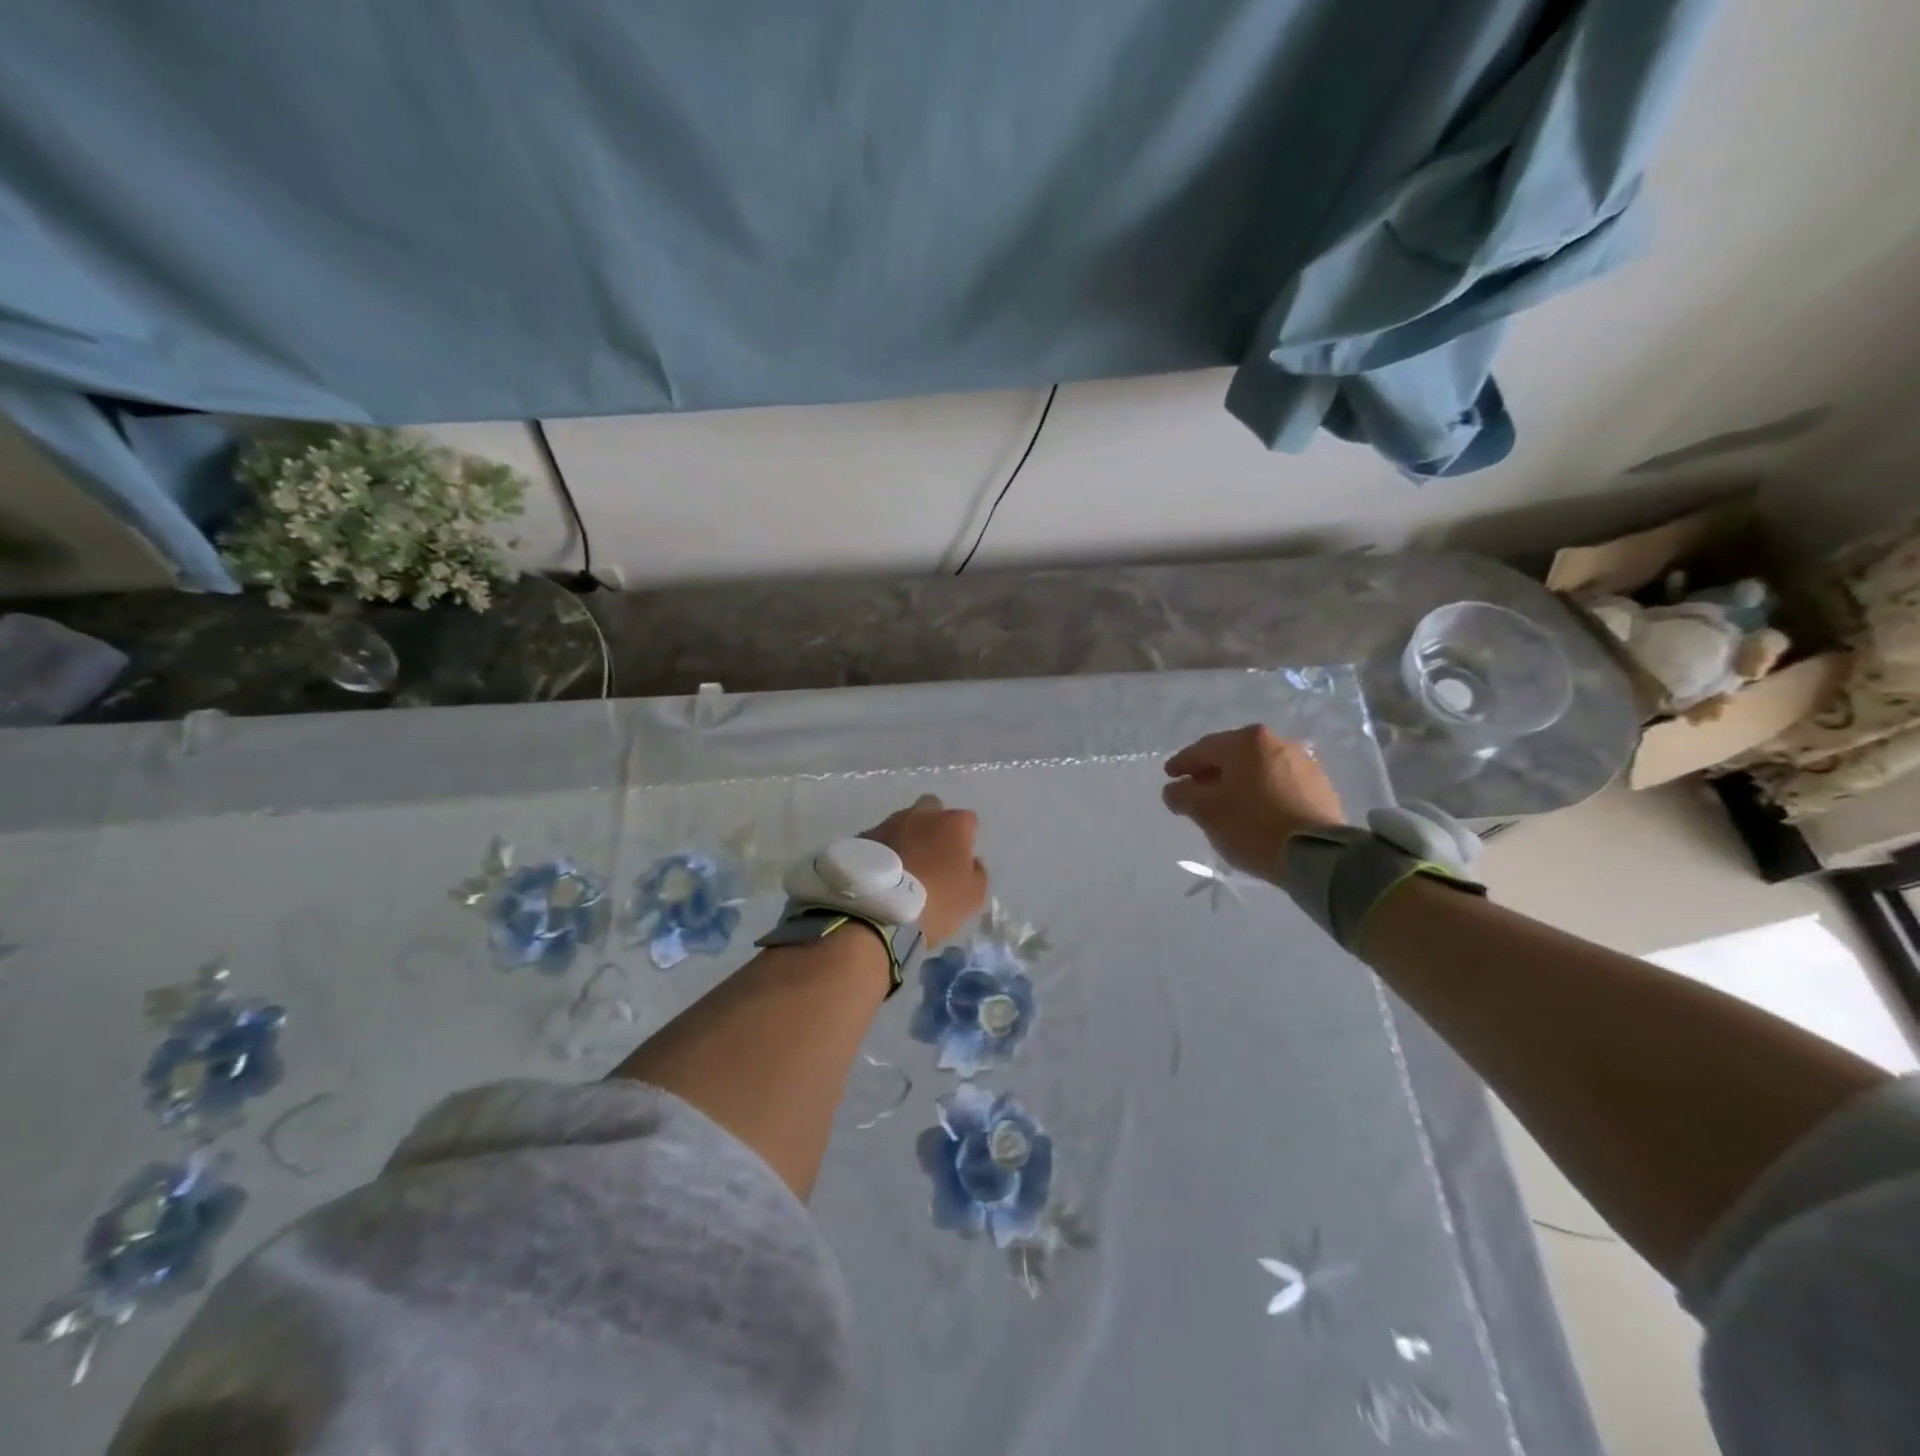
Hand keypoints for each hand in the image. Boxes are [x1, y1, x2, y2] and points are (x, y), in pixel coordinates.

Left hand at [862, 795, 987, 945]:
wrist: (878, 911)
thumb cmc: (936, 902)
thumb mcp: (973, 896)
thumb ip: (977, 873)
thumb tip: (972, 862)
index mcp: (953, 823)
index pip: (968, 821)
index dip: (966, 840)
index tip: (960, 861)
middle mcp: (921, 814)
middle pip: (932, 810)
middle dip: (934, 826)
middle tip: (932, 855)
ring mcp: (888, 823)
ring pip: (903, 822)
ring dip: (906, 838)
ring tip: (903, 868)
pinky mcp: (862, 838)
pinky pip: (880, 839)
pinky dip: (884, 850)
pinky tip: (882, 874)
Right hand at [1162, 726, 1347, 881]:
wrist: (1317, 855)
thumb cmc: (1252, 825)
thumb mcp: (1205, 811)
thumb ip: (1181, 795)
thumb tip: (1175, 789)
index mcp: (1246, 741)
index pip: (1203, 749)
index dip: (1182, 763)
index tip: (1169, 776)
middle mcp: (1276, 742)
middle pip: (1232, 756)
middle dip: (1210, 773)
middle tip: (1194, 791)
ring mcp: (1303, 763)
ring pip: (1257, 770)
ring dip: (1237, 783)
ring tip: (1225, 804)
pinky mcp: (1320, 786)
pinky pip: (1278, 784)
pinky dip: (1261, 793)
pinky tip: (1254, 811)